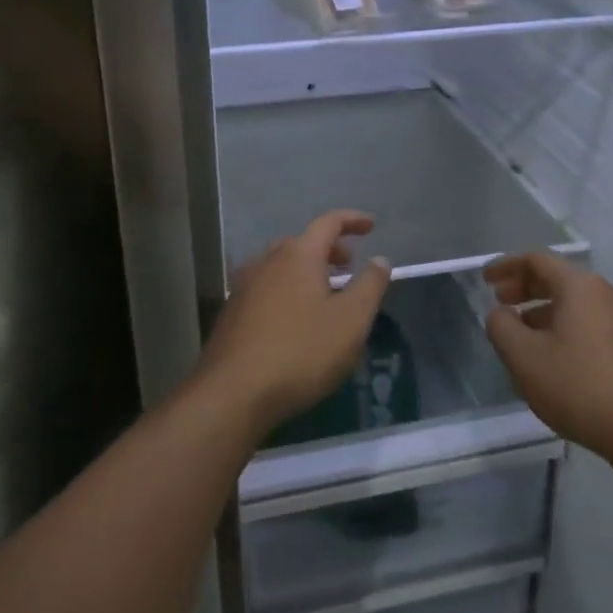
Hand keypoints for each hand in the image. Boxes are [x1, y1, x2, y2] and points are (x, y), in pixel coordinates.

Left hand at [200, 211, 391, 432]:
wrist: (233, 392)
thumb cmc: (301, 352)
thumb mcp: (351, 321)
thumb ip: (370, 286)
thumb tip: (380, 259)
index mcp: (298, 255)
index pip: (328, 223)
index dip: (352, 220)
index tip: (371, 225)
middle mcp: (267, 261)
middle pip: (301, 242)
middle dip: (328, 248)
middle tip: (348, 264)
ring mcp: (244, 285)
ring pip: (281, 265)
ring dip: (306, 270)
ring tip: (324, 292)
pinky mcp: (232, 312)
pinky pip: (266, 287)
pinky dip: (287, 289)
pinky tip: (294, 317)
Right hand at [484, 251, 612, 465]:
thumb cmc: (580, 387)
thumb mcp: (525, 357)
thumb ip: (502, 327)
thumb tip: (500, 313)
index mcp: (580, 286)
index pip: (536, 260)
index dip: (506, 266)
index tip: (485, 279)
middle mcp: (605, 294)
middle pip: (557, 278)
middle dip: (524, 287)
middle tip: (499, 302)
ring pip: (573, 302)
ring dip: (542, 310)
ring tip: (519, 332)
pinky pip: (588, 322)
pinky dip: (562, 326)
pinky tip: (550, 355)